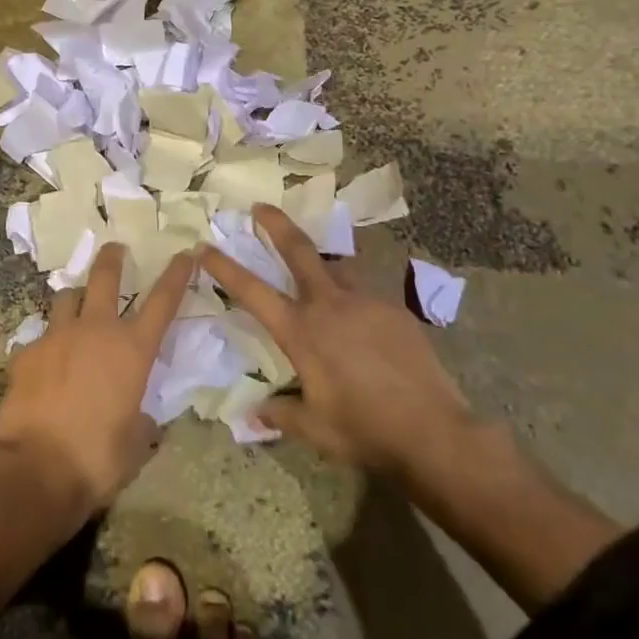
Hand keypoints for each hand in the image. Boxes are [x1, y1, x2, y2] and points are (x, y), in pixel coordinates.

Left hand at [0, 244, 194, 517]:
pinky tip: (44, 363)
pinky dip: (46, 344)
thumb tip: (138, 417)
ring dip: (75, 299)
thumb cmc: (98, 459)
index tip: (185, 253)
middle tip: (115, 248)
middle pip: (104, 276)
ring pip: (66, 297)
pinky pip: (39, 337)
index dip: (176, 274)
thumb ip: (141, 420)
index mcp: (132, 350)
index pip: (162, 301)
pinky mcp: (26, 352)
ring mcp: (56, 336)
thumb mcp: (136, 443)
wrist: (37, 468)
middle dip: (112, 257)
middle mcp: (95, 330)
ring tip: (75, 308)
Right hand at [197, 205, 476, 488]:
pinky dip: (353, 299)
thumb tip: (253, 415)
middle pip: (298, 249)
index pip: (252, 290)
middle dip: (276, 223)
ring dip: (322, 263)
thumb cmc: (365, 430)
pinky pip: (365, 294)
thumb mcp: (315, 429)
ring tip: (319, 273)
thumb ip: (280, 414)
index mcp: (301, 331)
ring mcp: (365, 302)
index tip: (204, 247)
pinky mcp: (394, 309)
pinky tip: (361, 323)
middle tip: (260, 206)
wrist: (434, 432)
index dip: (224, 267)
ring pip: (337, 267)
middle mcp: (329, 305)